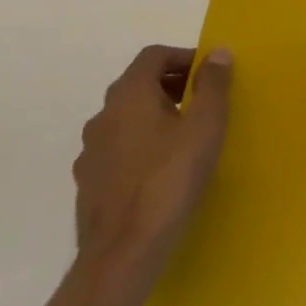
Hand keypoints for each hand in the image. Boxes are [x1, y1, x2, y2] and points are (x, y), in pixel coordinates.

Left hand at [73, 44, 231, 293]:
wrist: (123, 253)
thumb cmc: (170, 178)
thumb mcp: (205, 124)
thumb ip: (213, 83)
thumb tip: (217, 52)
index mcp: (128, 95)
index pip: (153, 55)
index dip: (183, 57)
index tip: (209, 74)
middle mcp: (102, 116)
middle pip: (138, 84)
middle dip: (171, 85)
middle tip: (202, 102)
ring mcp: (90, 153)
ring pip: (126, 118)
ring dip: (154, 116)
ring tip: (184, 137)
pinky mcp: (88, 184)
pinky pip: (118, 149)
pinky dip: (140, 146)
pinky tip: (161, 170)